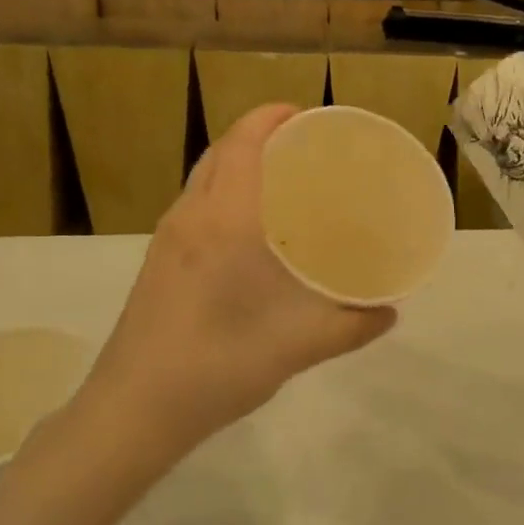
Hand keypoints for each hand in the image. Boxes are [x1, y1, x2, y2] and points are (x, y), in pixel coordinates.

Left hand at [83, 104, 396, 452]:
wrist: (133, 410)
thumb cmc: (217, 367)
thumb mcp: (296, 348)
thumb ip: (349, 327)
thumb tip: (390, 312)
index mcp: (225, 222)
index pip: (243, 144)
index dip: (270, 117)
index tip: (304, 114)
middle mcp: (192, 217)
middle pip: (221, 152)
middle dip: (257, 135)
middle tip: (301, 145)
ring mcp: (168, 238)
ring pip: (203, 177)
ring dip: (237, 162)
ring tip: (279, 179)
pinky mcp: (157, 260)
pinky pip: (194, 203)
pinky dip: (222, 190)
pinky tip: (247, 228)